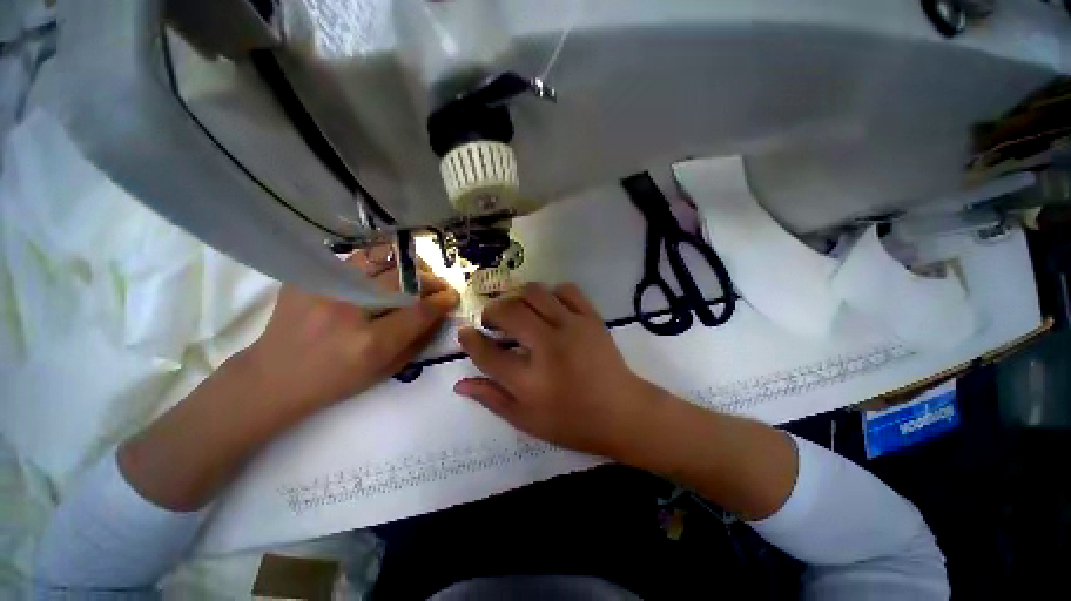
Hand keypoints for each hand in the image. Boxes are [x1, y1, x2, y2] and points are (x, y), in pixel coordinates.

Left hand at [241, 246, 458, 412]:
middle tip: (438, 283)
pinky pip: (354, 260)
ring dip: (405, 263)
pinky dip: (377, 262)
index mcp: (369, 343)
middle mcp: (348, 310)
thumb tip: (440, 312)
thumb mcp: (385, 371)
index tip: (452, 296)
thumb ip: (418, 340)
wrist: (273, 377)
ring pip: (379, 258)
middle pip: (403, 279)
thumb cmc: (336, 381)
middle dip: (430, 279)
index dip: (441, 300)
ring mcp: (324, 289)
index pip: (419, 311)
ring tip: (414, 272)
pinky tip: (383, 272)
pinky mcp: (308, 277)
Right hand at [454, 283, 663, 457]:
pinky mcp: (591, 318)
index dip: (470, 340)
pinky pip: (566, 290)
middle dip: (491, 311)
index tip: (465, 332)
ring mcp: (572, 327)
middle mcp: (548, 347)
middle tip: (492, 322)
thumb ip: (492, 398)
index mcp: (530, 381)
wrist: (623, 412)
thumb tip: (460, 383)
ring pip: (534, 293)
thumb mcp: (527, 420)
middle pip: (508, 312)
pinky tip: (549, 307)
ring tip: (517, 311)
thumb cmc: (573, 422)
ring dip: (517, 297)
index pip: (487, 353)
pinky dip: (551, 293)